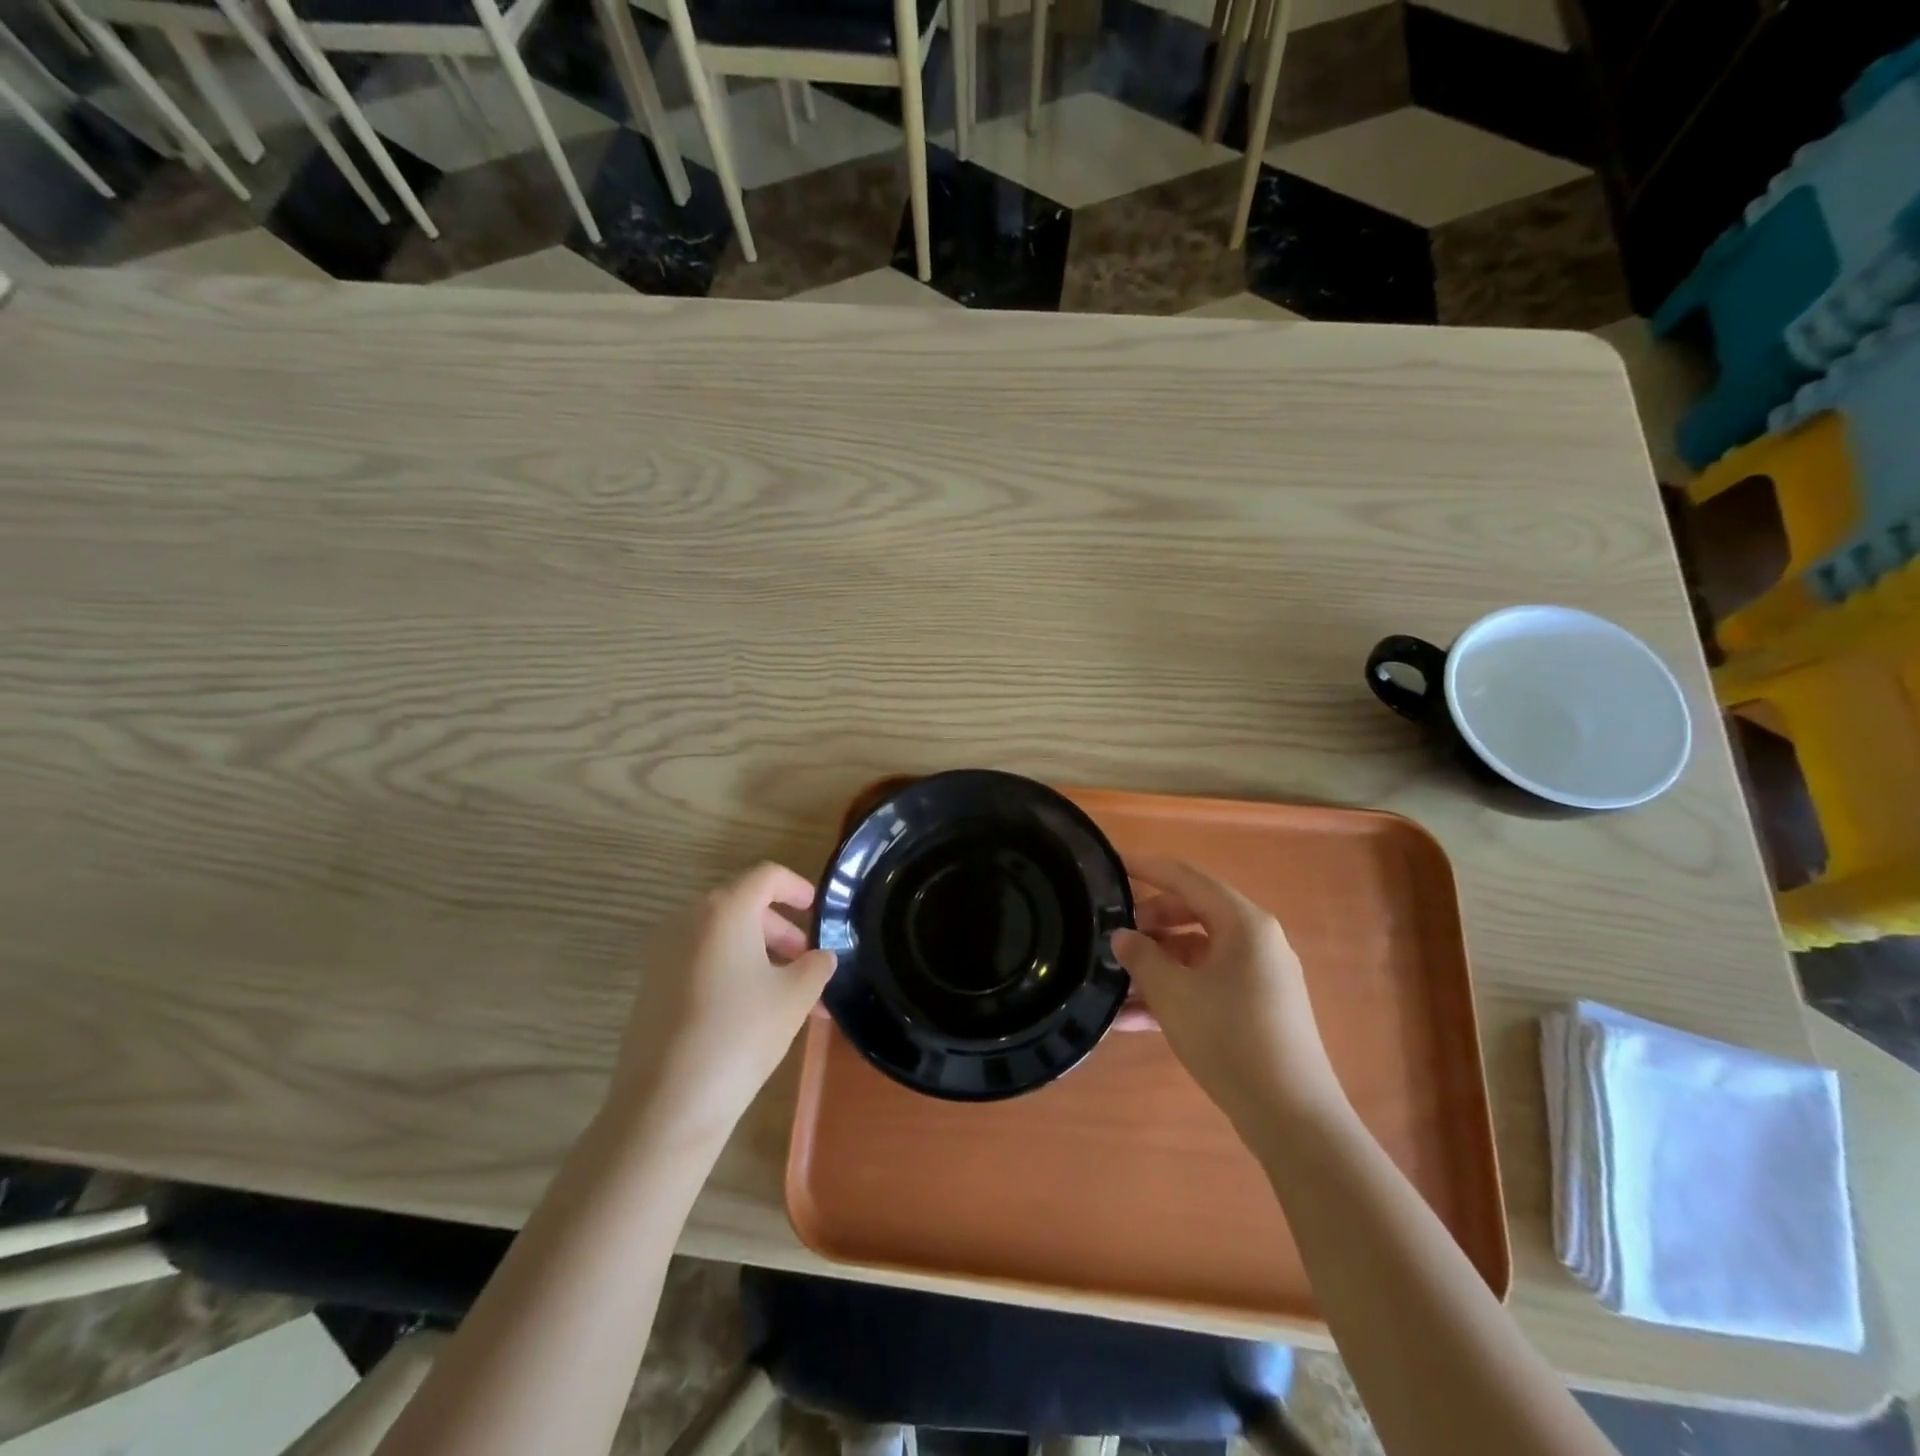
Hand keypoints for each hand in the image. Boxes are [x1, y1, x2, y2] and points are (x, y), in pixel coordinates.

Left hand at [610, 863, 835, 1152]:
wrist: (666, 1104)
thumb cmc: (740, 1034)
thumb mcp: (794, 997)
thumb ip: (816, 965)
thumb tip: (821, 957)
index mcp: (724, 910)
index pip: (766, 876)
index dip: (797, 887)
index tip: (818, 911)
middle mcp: (688, 920)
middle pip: (742, 906)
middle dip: (781, 929)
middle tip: (807, 962)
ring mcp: (663, 953)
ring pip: (721, 936)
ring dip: (758, 953)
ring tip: (785, 994)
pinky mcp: (651, 986)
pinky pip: (700, 960)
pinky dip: (730, 970)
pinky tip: (749, 1011)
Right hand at [1113, 856, 1345, 1144]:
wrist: (1292, 1117)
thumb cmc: (1230, 1039)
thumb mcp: (1173, 994)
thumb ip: (1141, 957)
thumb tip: (1122, 936)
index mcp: (1244, 923)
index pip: (1187, 879)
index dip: (1147, 869)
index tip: (1112, 865)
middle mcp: (1256, 941)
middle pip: (1193, 914)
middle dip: (1149, 924)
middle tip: (1113, 935)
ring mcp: (1258, 977)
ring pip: (1196, 954)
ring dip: (1156, 965)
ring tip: (1114, 982)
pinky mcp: (1256, 1009)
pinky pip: (1206, 985)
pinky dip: (1174, 993)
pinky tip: (1131, 1019)